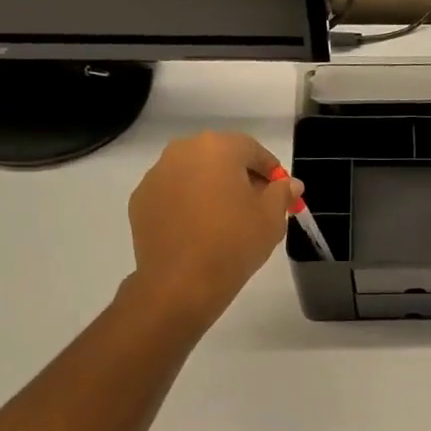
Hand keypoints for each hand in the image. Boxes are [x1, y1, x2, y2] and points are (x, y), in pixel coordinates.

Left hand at [127, 132, 297, 328]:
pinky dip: (188, 203)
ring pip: (194, 174)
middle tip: (256, 205)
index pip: (253, 150)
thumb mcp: (272, 218)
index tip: (280, 192)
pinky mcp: (140, 200)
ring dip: (212, 188)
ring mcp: (156, 175)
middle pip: (220, 157)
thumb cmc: (235, 242)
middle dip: (240, 176)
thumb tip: (290, 183)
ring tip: (226, 220)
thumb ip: (282, 193)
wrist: (182, 282)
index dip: (271, 170)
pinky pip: (173, 194)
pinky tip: (199, 230)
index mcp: (217, 148)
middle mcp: (182, 151)